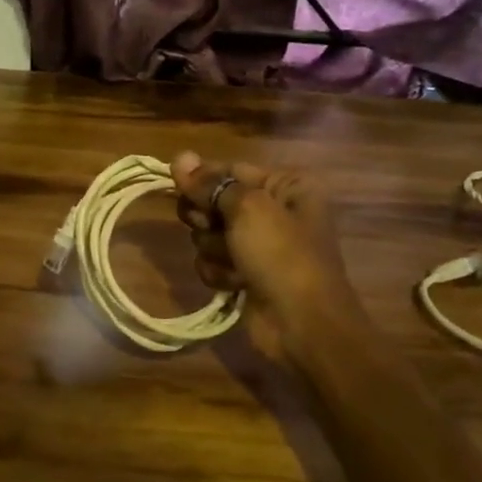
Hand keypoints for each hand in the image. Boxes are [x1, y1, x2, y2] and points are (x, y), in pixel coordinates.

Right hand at [171, 150, 361, 361]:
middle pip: (215, 201)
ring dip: (214, 249)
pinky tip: (235, 284)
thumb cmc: (282, 256)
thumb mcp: (247, 209)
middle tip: (212, 227)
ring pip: (209, 234)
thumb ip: (210, 184)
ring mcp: (260, 246)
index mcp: (286, 186)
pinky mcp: (246, 275)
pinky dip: (219, 273)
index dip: (203, 180)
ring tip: (234, 263)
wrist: (303, 325)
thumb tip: (179, 156)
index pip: (230, 170)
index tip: (178, 186)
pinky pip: (214, 262)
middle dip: (207, 217)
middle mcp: (274, 211)